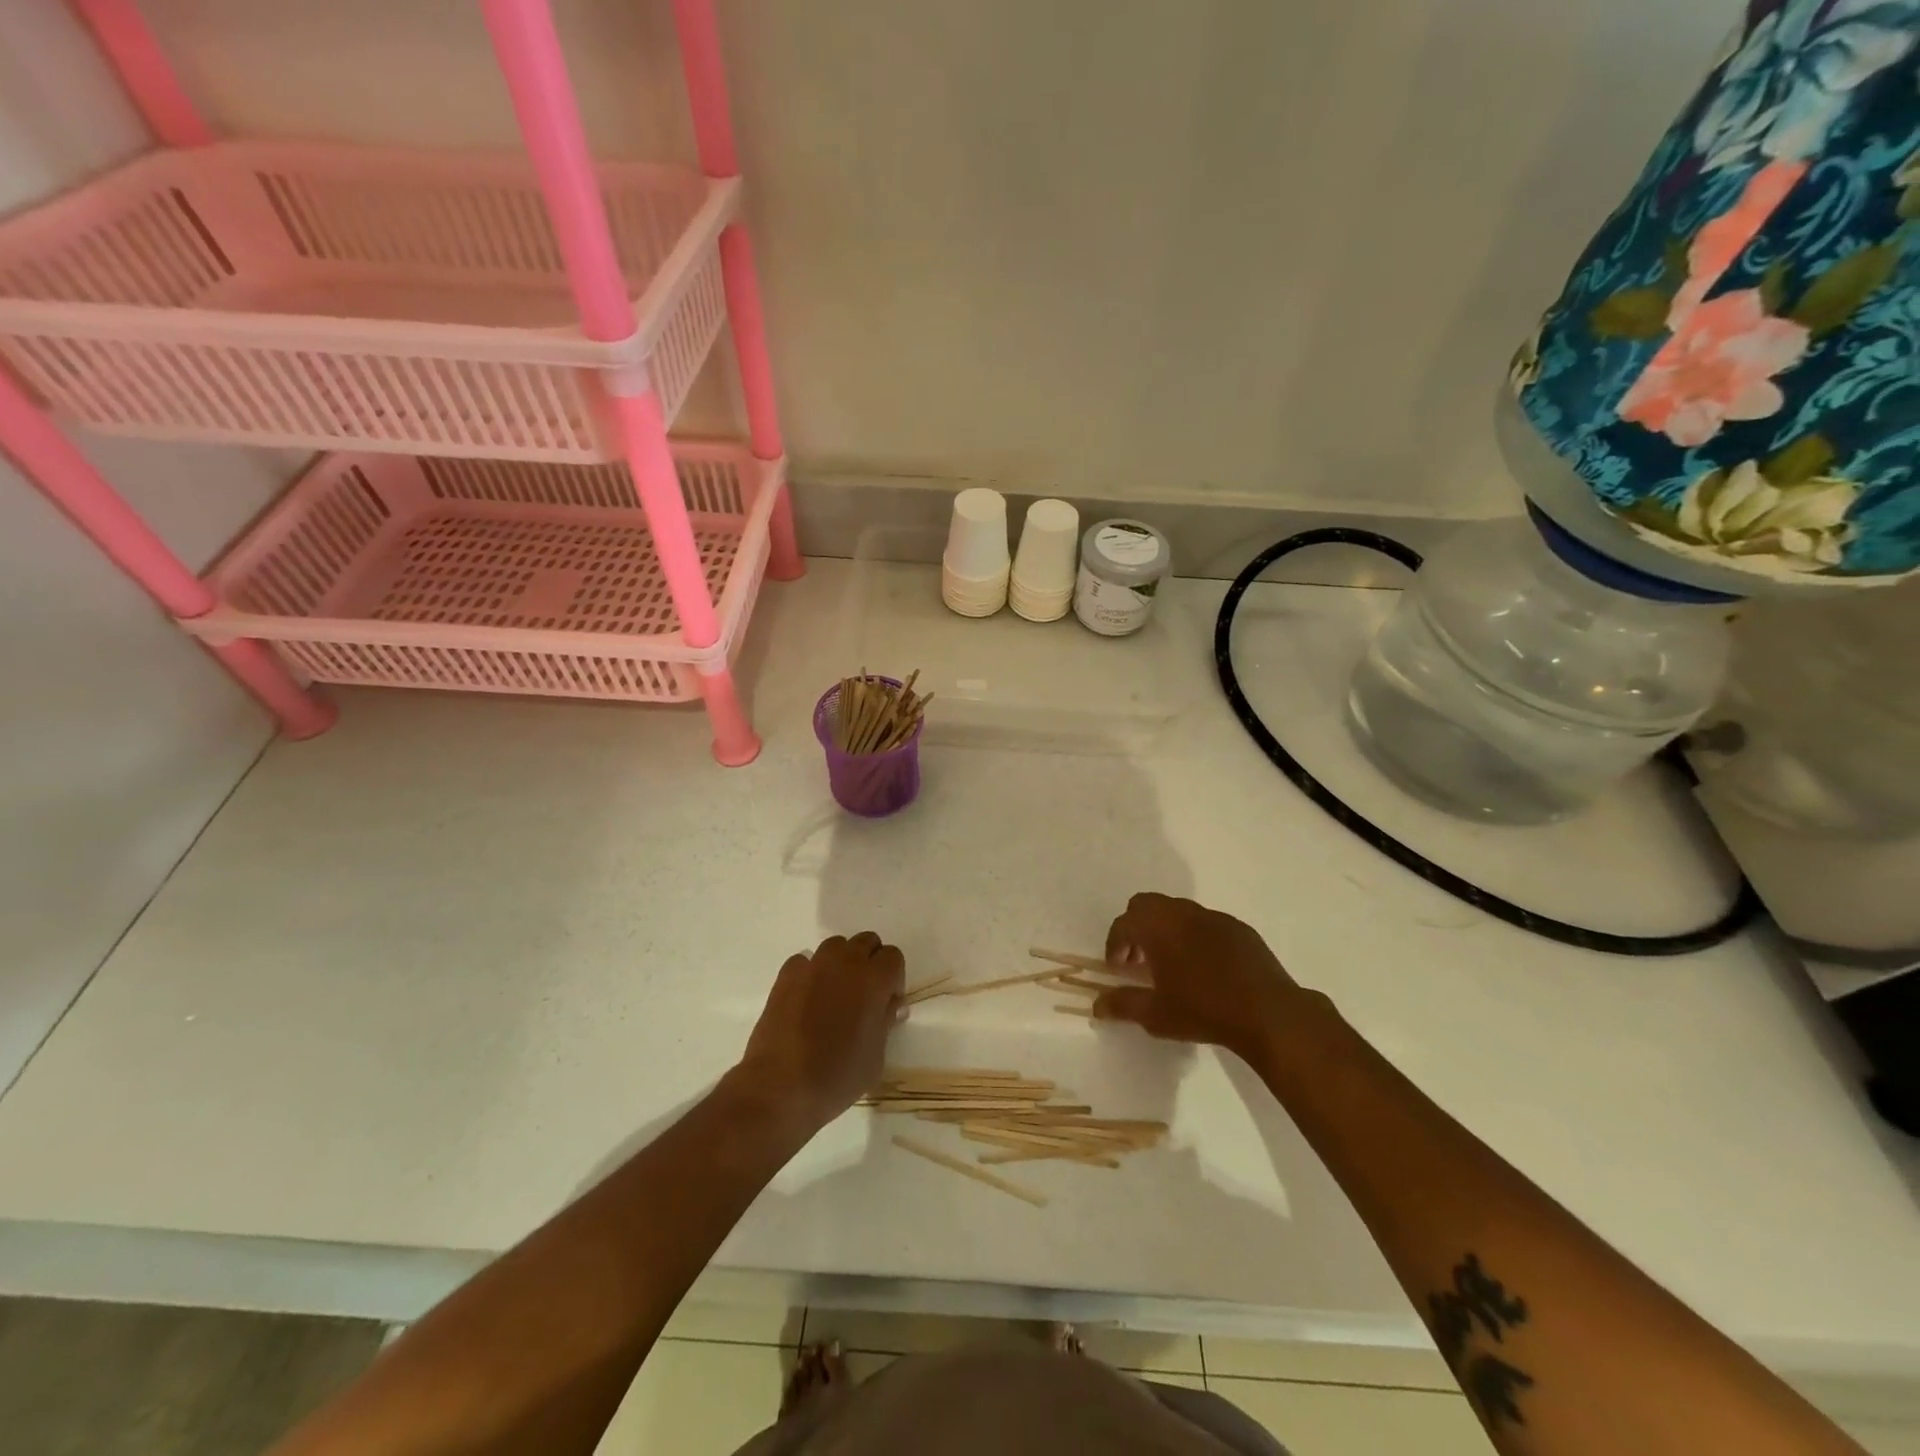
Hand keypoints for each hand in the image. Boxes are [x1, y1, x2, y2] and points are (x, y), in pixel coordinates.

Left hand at [734, 932, 904, 1131]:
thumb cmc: (837, 1076)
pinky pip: (806, 961)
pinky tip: (807, 999)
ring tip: (835, 994)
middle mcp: (845, 962)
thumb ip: (886, 1021)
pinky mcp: (786, 975)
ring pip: (836, 946)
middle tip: (864, 996)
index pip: (893, 957)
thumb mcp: (876, 1056)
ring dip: (842, 962)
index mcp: (874, 980)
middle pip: (866, 942)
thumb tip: (889, 1004)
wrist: (780, 1086)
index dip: (893, 979)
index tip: (886, 1004)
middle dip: (870, 963)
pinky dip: (812, 972)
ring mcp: (813, 965)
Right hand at [1093, 893, 1301, 1065]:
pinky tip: (1204, 968)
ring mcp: (1214, 917)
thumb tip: (1096, 1005)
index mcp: (1157, 926)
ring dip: (1165, 930)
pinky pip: (1205, 923)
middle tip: (1139, 960)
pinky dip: (1194, 936)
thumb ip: (1122, 1005)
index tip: (1118, 969)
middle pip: (1146, 905)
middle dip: (1136, 928)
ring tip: (1171, 965)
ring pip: (1177, 911)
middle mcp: (1182, 912)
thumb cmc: (1203, 1010)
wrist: (1268, 1013)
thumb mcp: (1155, 1014)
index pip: (1123, 924)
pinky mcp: (1239, 928)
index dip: (1114, 944)